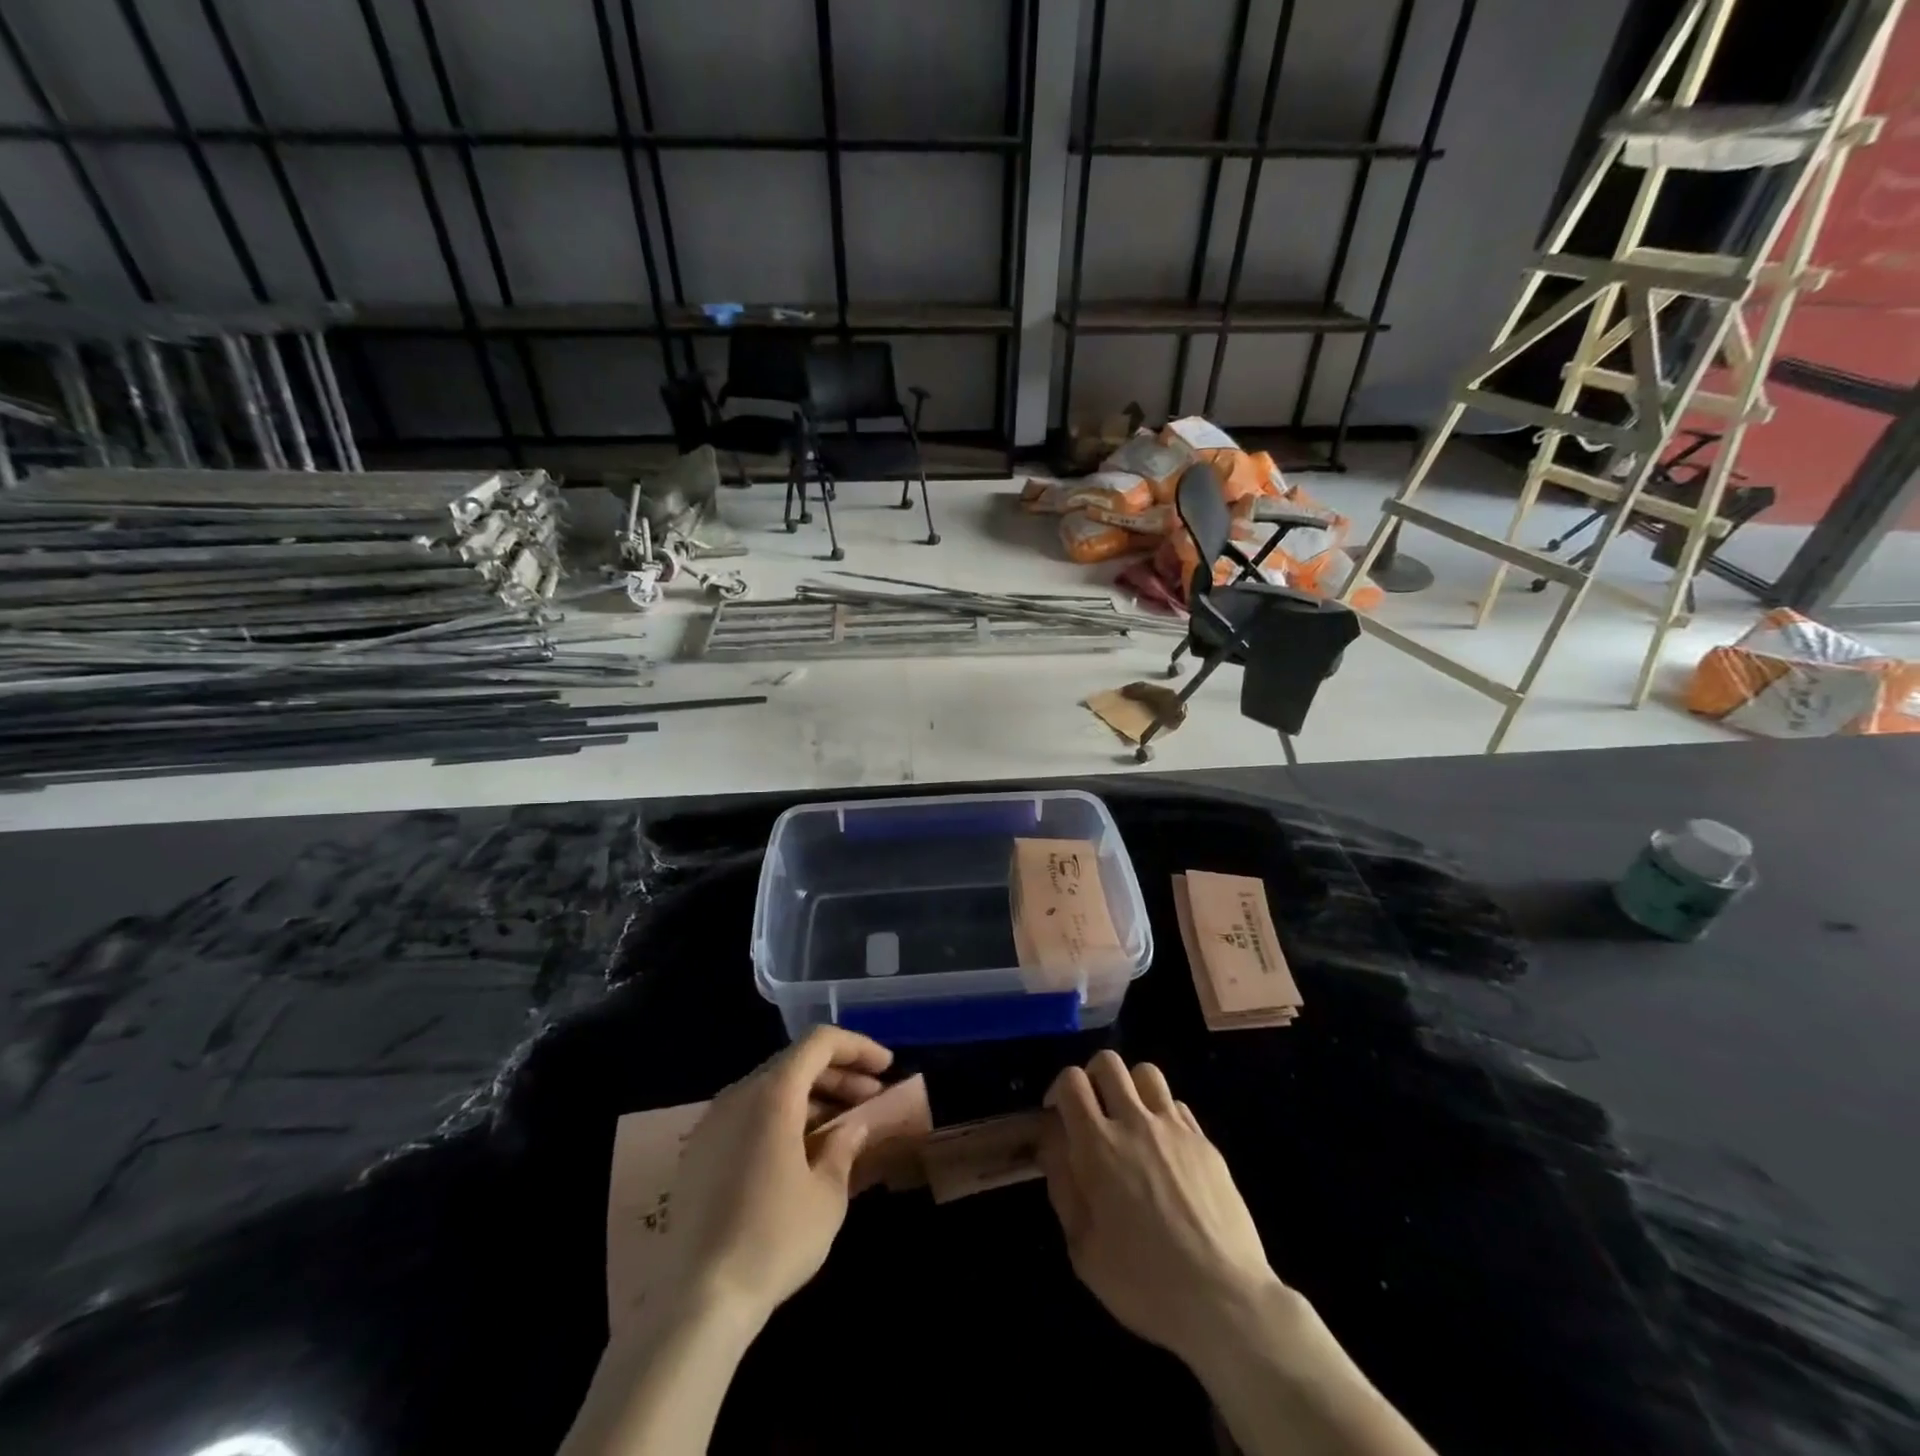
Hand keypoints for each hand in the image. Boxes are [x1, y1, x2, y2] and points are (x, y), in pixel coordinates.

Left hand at [665, 1027, 892, 1327]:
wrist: (697, 1302)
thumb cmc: (774, 1239)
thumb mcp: (827, 1194)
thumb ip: (845, 1146)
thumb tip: (854, 1127)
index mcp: (772, 1093)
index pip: (819, 1042)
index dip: (858, 1047)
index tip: (887, 1068)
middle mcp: (738, 1095)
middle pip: (795, 1062)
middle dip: (839, 1074)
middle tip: (872, 1098)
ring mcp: (713, 1122)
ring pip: (771, 1088)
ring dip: (812, 1097)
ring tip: (843, 1126)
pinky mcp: (699, 1152)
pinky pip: (750, 1114)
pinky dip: (783, 1117)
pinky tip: (803, 1150)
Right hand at [1040, 1051, 1280, 1365]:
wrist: (1224, 1300)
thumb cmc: (1143, 1283)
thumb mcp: (1083, 1248)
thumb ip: (1062, 1185)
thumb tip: (1051, 1143)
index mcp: (1098, 1145)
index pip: (1071, 1080)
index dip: (1059, 1088)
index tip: (1058, 1115)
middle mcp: (1135, 1122)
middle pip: (1109, 1062)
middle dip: (1092, 1077)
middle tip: (1092, 1111)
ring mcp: (1175, 1128)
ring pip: (1146, 1073)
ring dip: (1130, 1088)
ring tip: (1130, 1121)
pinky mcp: (1206, 1142)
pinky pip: (1177, 1106)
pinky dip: (1162, 1115)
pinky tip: (1164, 1149)